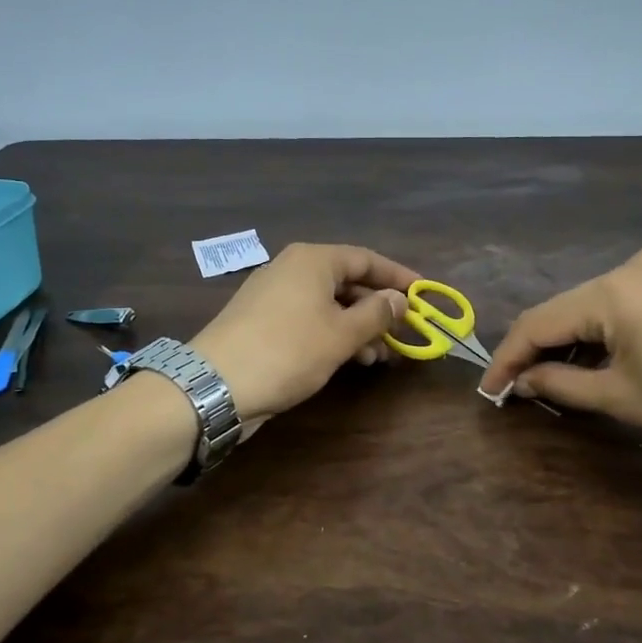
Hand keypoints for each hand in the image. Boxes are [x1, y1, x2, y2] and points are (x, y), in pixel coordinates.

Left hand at [192, 243, 418, 424]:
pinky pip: (309, 318)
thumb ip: (376, 313)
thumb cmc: (289, 350)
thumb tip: (398, 299)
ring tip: (379, 356)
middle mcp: (292, 268)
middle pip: (347, 281)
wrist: (218, 384)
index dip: (398, 277)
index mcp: (313, 260)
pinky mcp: (263, 320)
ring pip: (329, 303)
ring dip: (357, 326)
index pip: (366, 259)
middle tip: (403, 333)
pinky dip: (332, 334)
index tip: (423, 295)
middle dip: (377, 308)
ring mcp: (274, 294)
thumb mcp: (342, 334)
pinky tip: (348, 359)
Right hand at [479, 246, 641, 481]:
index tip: (489, 391)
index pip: (538, 321)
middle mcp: (632, 265)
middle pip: (564, 309)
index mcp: (613, 289)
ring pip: (592, 305)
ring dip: (569, 340)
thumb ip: (559, 383)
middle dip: (537, 349)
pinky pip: (622, 303)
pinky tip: (592, 358)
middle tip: (516, 388)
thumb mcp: (622, 398)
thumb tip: (520, 382)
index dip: (508, 358)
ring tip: (549, 379)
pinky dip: (601, 331)